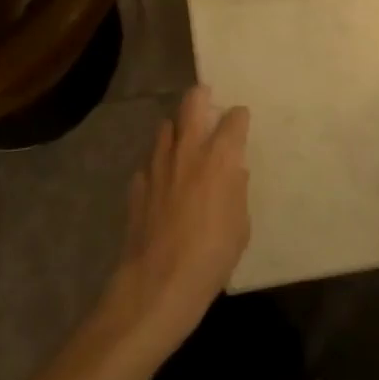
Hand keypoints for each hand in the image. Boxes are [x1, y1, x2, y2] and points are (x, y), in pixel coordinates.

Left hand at [101, 85, 250, 351]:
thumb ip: (237, 191)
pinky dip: (159, 163)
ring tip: (185, 141)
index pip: (233, 119)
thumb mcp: (240, 226)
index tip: (241, 120)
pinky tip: (164, 180)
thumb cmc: (211, 256)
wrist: (159, 283)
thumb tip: (234, 171)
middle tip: (208, 101)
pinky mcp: (138, 182)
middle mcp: (188, 150)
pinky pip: (150, 161)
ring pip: (166, 126)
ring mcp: (158, 163)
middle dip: (202, 96)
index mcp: (219, 157)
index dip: (239, 117)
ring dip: (177, 128)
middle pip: (192, 102)